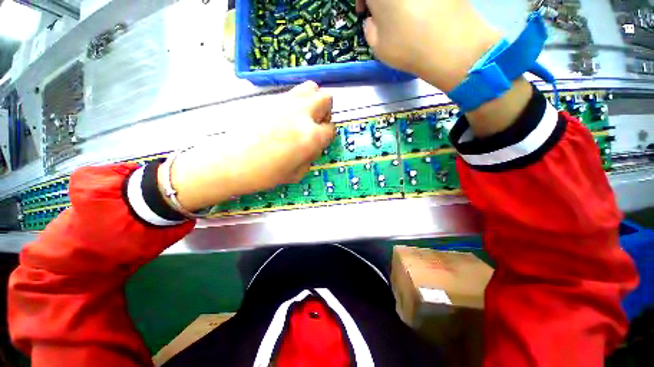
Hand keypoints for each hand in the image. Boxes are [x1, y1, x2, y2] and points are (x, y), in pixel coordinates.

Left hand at [159, 81, 334, 211]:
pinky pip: (292, 93)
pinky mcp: (270, 99)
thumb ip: (312, 155)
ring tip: (305, 116)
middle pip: (326, 99)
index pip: (331, 128)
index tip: (321, 141)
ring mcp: (285, 103)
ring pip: (310, 87)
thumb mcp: (298, 173)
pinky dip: (297, 101)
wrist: (232, 163)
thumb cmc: (266, 174)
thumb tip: (315, 145)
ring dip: (313, 101)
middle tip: (316, 124)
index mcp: (310, 136)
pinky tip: (288, 116)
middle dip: (325, 112)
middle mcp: (302, 114)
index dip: (327, 136)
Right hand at [357, 0, 501, 91]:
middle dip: (382, 0)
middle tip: (382, 11)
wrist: (451, 46)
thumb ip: (370, 28)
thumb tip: (372, 19)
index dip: (362, 0)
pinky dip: (417, 1)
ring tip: (403, 11)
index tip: (364, 12)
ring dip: (399, 0)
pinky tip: (421, 10)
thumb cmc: (407, 48)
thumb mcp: (377, 46)